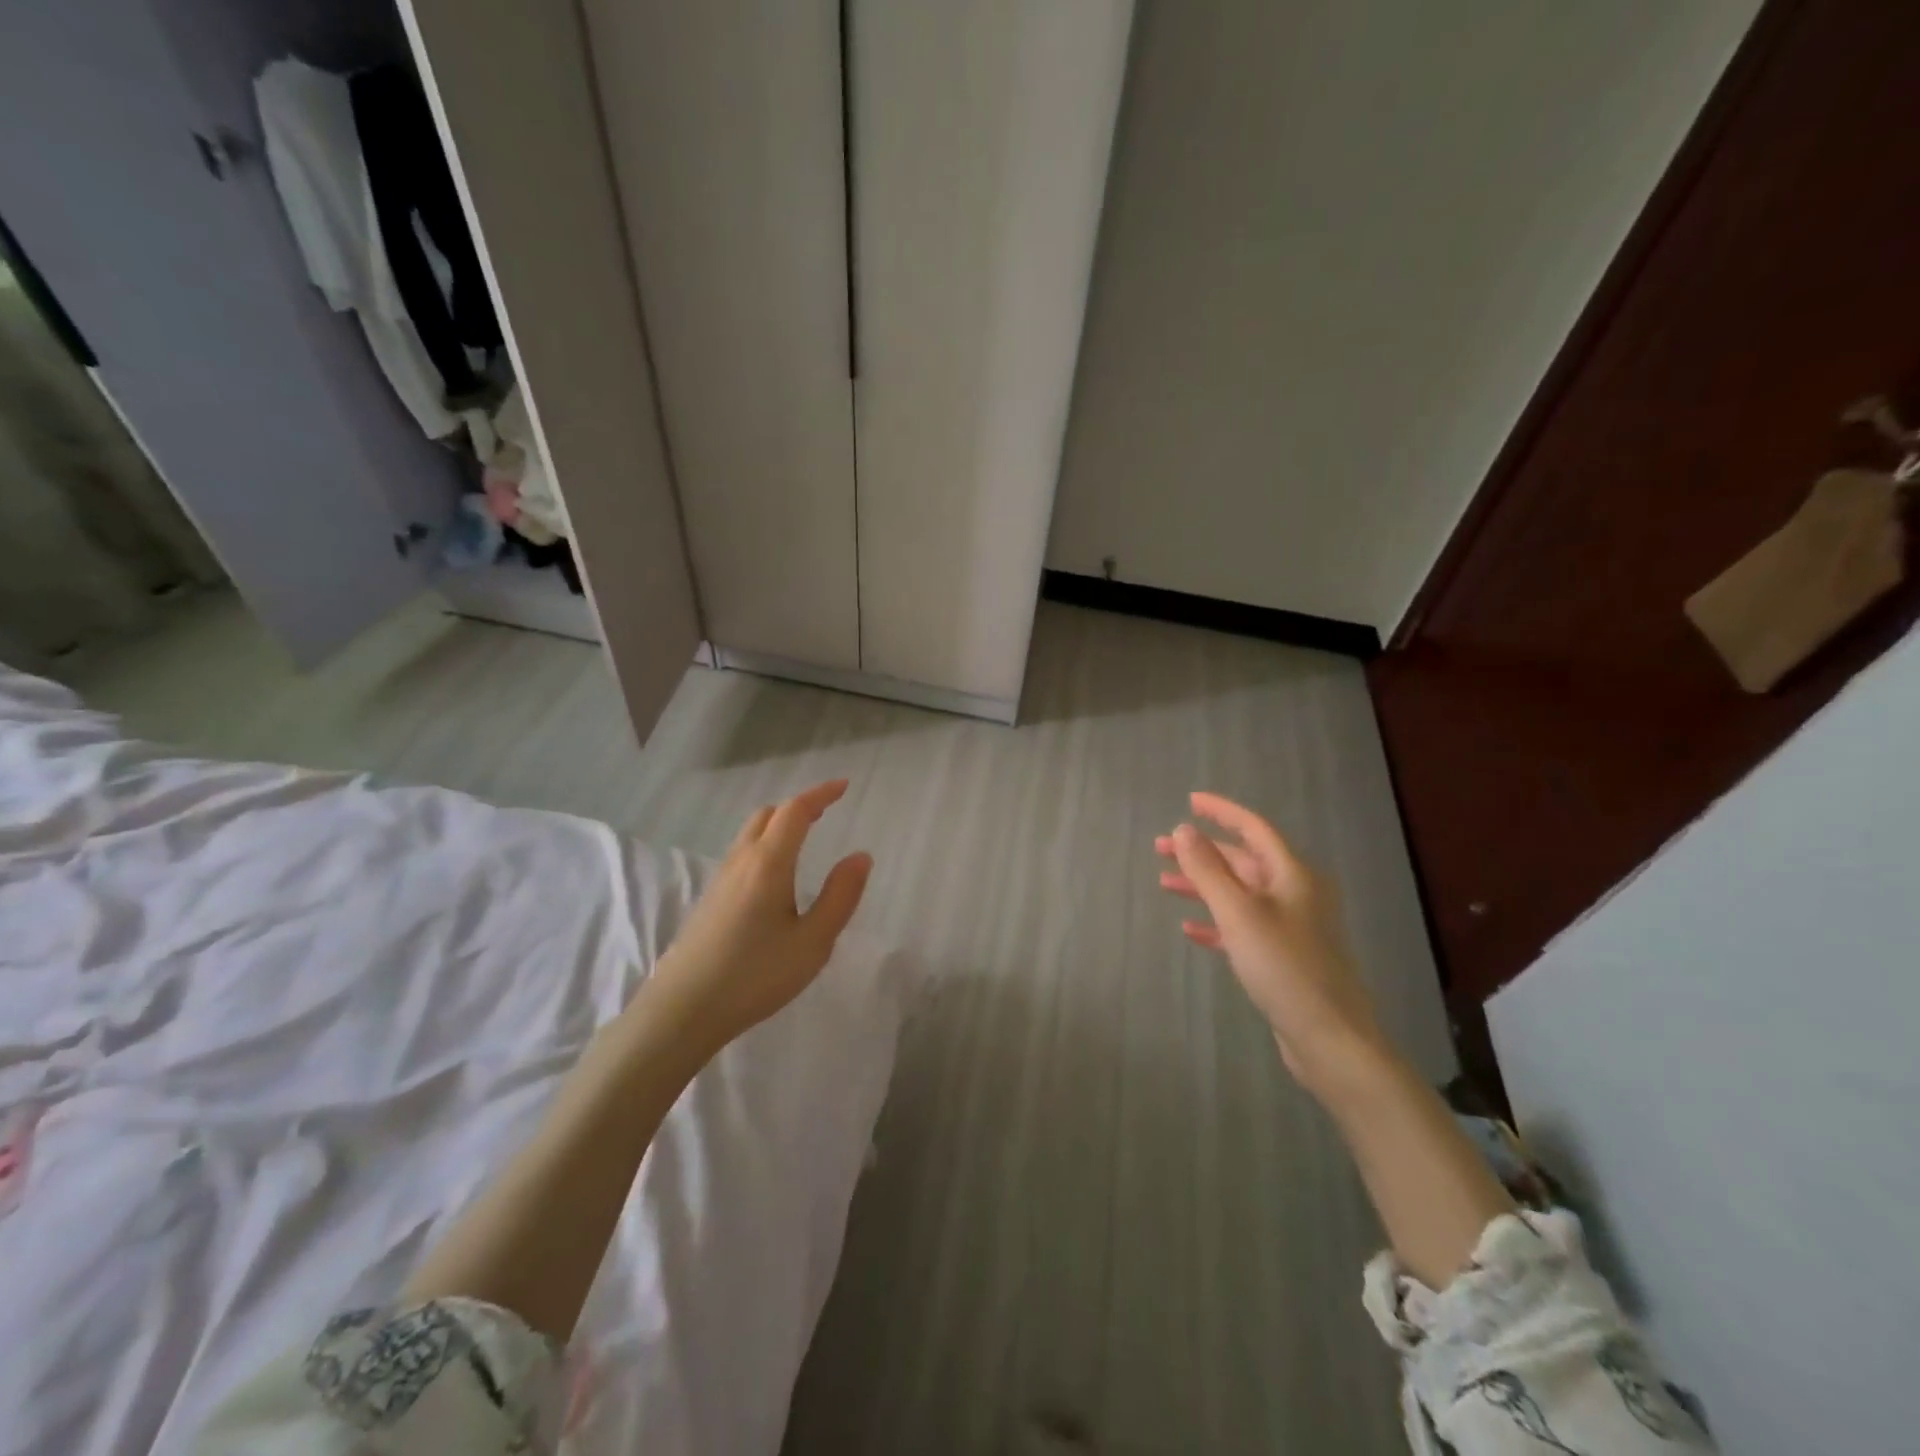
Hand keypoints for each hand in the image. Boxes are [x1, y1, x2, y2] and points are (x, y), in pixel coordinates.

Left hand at [648, 780, 872, 1054]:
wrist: (682, 1010)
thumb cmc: (755, 975)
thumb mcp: (813, 942)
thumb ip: (840, 896)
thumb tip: (861, 856)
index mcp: (768, 863)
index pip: (795, 811)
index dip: (820, 794)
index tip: (843, 787)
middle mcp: (741, 861)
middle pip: (768, 815)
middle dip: (798, 806)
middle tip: (825, 812)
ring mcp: (720, 880)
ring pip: (750, 834)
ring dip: (778, 825)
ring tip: (804, 838)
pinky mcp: (709, 900)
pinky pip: (741, 854)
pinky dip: (764, 844)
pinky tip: (774, 876)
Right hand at [1156, 792, 1388, 1096]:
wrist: (1329, 1038)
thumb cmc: (1283, 966)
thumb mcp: (1238, 912)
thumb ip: (1208, 870)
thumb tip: (1183, 829)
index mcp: (1292, 875)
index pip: (1253, 828)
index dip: (1221, 811)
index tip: (1189, 801)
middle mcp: (1293, 894)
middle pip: (1242, 861)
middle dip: (1201, 852)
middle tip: (1159, 848)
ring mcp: (1289, 926)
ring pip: (1238, 893)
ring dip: (1202, 886)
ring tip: (1164, 883)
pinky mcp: (1281, 957)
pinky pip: (1241, 927)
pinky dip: (1215, 922)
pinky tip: (1189, 928)